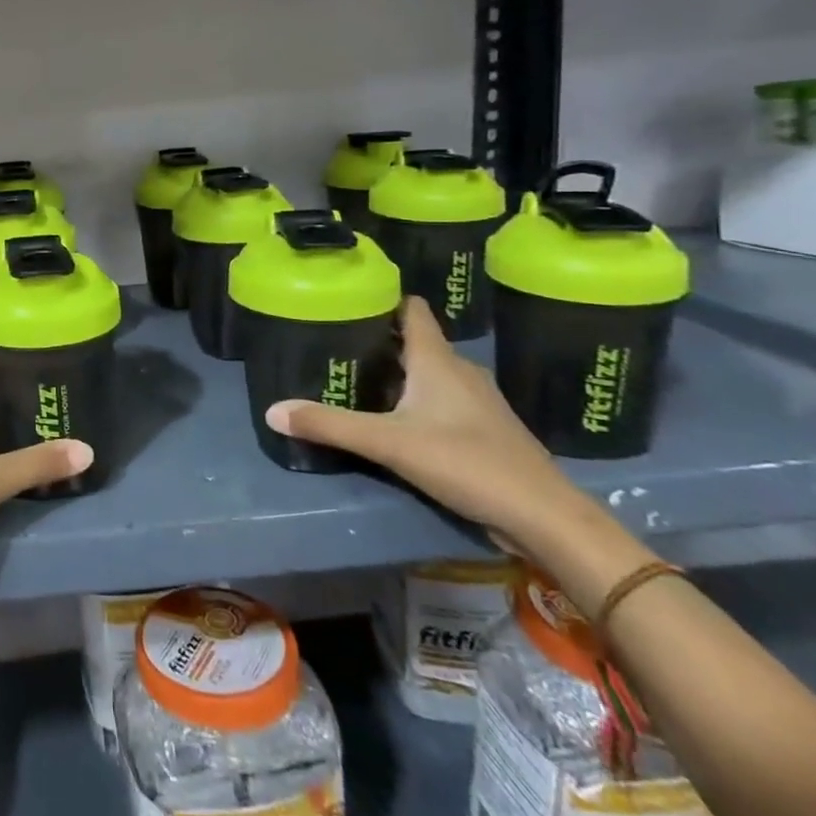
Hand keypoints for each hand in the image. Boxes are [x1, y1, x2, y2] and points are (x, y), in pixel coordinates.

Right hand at [264, 297, 582, 555]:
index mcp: (437, 360)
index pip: (411, 309)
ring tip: (357, 378)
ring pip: (429, 372)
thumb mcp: (388, 443)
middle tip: (336, 342)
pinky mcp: (484, 429)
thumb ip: (330, 425)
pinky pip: (442, 399)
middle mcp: (459, 370)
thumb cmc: (467, 462)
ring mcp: (476, 401)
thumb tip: (271, 411)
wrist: (545, 517)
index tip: (347, 299)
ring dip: (398, 372)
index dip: (382, 298)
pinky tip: (395, 418)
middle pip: (415, 340)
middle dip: (378, 339)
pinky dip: (416, 399)